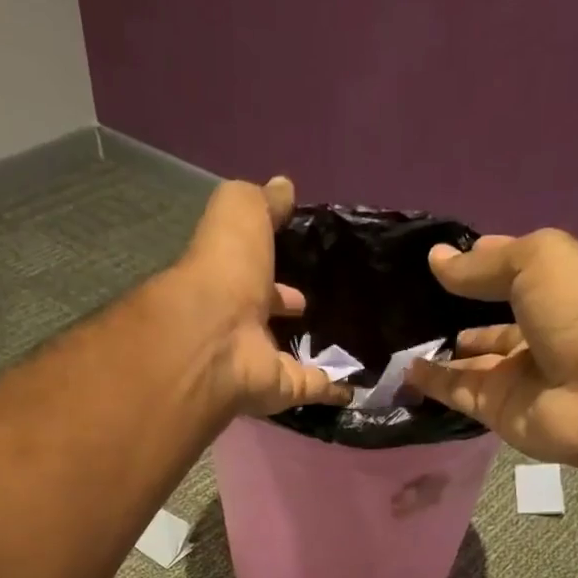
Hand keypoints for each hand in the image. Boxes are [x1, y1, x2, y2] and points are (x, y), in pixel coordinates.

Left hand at [178, 177, 351, 415]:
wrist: (219, 337)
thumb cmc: (226, 268)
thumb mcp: (241, 212)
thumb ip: (263, 203)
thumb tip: (284, 187)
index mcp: (226, 278)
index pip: (250, 269)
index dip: (270, 262)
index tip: (299, 259)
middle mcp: (239, 322)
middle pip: (265, 315)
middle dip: (285, 306)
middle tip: (316, 303)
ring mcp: (259, 361)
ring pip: (288, 355)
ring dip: (310, 350)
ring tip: (346, 339)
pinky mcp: (283, 390)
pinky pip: (313, 389)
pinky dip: (335, 389)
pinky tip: (358, 385)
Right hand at [409, 229, 577, 465]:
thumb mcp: (535, 262)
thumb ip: (482, 265)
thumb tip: (435, 259)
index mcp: (553, 289)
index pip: (508, 272)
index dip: (477, 262)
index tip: (435, 258)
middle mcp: (534, 331)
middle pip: (486, 320)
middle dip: (453, 311)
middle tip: (407, 302)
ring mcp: (514, 374)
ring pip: (468, 361)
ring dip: (437, 350)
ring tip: (396, 335)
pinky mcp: (495, 409)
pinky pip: (456, 392)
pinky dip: (431, 382)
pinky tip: (404, 369)